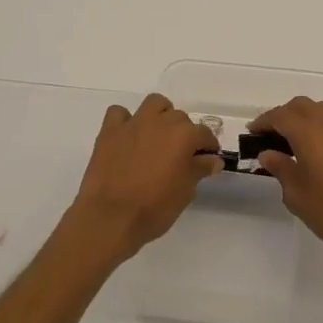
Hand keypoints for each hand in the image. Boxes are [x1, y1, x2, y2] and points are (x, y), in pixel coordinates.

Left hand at [62, 93, 221, 263]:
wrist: (111, 217)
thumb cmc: (154, 208)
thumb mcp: (185, 192)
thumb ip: (199, 169)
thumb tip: (212, 159)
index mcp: (184, 136)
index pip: (204, 134)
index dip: (208, 146)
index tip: (208, 158)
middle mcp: (161, 122)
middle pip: (180, 117)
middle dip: (184, 132)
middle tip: (181, 154)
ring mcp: (133, 123)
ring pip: (154, 104)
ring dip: (160, 115)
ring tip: (158, 136)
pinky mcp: (110, 131)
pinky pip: (119, 113)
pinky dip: (125, 121)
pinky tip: (128, 136)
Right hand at [248, 97, 322, 270]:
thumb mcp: (297, 195)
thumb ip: (281, 168)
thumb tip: (269, 154)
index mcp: (308, 132)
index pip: (280, 116)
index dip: (264, 122)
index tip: (252, 132)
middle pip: (301, 106)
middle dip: (284, 115)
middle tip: (271, 135)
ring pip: (322, 111)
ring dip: (306, 118)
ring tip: (296, 140)